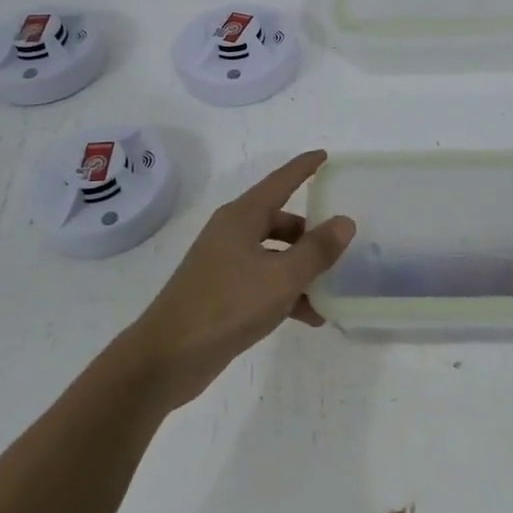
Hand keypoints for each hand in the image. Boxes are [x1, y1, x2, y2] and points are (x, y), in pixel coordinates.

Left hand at [124, 150, 354, 409]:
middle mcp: (232, 233)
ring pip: (274, 254)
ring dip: (301, 269)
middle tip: (340, 242)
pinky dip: (286, 292)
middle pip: (279, 220)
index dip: (304, 167)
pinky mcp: (221, 293)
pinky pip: (263, 281)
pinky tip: (309, 316)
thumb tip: (344, 221)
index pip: (280, 181)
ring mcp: (224, 263)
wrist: (168, 357)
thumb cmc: (227, 306)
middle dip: (310, 232)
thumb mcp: (282, 278)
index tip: (325, 155)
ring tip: (331, 290)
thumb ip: (317, 250)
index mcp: (242, 217)